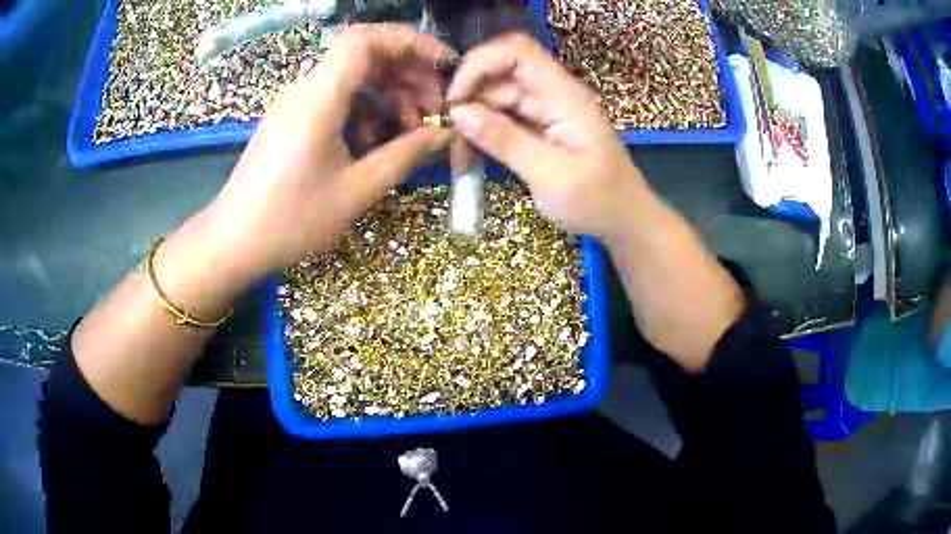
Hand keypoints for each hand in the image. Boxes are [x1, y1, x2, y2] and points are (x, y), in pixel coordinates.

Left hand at [198, 25, 453, 287]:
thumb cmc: (292, 219)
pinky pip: (336, 96)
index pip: (365, 40)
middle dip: (407, 71)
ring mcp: (296, 102)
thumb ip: (405, 155)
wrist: (235, 240)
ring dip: (388, 91)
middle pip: (364, 54)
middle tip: (436, 104)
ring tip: (412, 126)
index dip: (410, 41)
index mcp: (319, 98)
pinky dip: (365, 106)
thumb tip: (443, 133)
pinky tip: (376, 138)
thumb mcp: (357, 190)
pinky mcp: (291, 117)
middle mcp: (305, 88)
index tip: (443, 64)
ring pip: (352, 75)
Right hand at [446, 34, 646, 238]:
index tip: (455, 99)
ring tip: (457, 144)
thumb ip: (505, 140)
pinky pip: (507, 114)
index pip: (518, 52)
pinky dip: (486, 127)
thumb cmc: (596, 201)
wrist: (625, 219)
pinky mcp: (543, 124)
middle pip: (504, 70)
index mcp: (566, 96)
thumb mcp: (550, 175)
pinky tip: (472, 146)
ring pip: (501, 93)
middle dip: (471, 91)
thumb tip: (459, 112)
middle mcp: (556, 93)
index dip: (480, 64)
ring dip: (475, 112)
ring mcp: (549, 108)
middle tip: (448, 128)